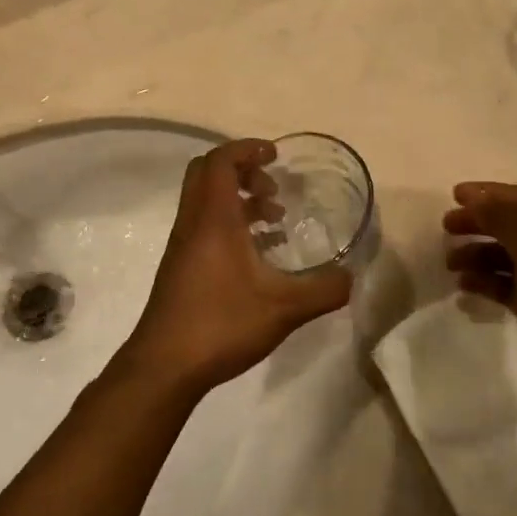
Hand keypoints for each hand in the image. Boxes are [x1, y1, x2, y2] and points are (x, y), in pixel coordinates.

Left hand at [124, 140, 351, 396]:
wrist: (165, 367)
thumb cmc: (221, 324)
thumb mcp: (285, 308)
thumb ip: (324, 290)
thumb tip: (351, 277)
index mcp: (213, 219)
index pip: (221, 160)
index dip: (247, 148)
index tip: (275, 155)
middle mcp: (193, 223)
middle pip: (207, 173)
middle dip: (242, 170)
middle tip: (273, 189)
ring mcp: (182, 246)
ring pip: (206, 201)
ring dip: (238, 199)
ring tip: (274, 222)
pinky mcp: (180, 267)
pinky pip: (204, 226)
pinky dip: (230, 224)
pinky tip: (258, 257)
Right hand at [444, 183, 516, 423]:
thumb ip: (505, 221)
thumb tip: (477, 196)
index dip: (492, 193)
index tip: (454, 195)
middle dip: (482, 224)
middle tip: (446, 227)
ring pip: (512, 256)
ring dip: (480, 254)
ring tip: (450, 263)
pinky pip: (511, 285)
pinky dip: (488, 282)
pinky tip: (464, 287)